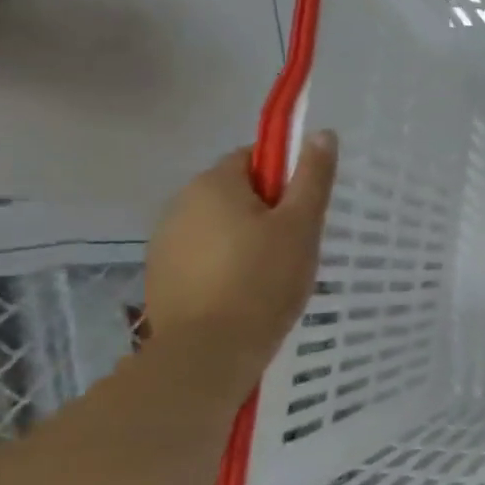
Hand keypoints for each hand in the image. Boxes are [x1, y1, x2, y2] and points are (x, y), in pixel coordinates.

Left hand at [144, 132, 337, 385]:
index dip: (284, 178)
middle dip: (266, 212)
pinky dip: (224, 265)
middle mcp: (180, 202)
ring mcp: (165, 240)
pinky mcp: (161, 274)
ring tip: (272, 275)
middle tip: (296, 246)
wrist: (208, 351)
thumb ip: (312, 178)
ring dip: (244, 239)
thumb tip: (322, 132)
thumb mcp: (301, 225)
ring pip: (218, 226)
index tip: (304, 210)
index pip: (253, 158)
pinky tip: (244, 293)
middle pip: (234, 192)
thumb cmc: (263, 281)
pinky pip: (202, 255)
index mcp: (214, 183)